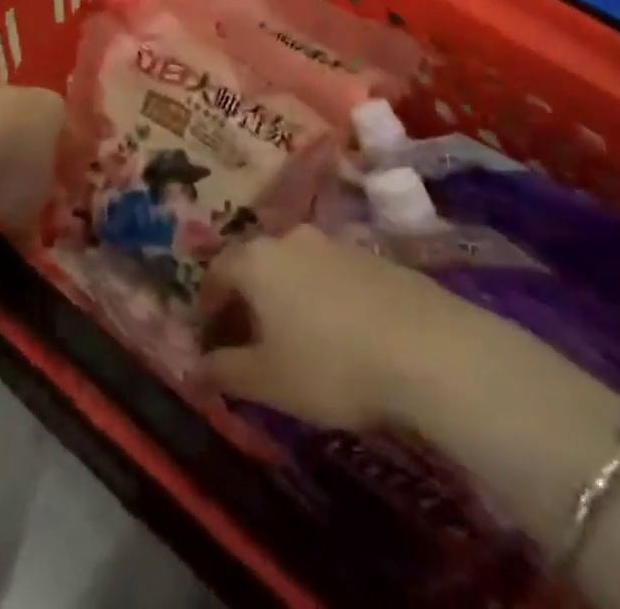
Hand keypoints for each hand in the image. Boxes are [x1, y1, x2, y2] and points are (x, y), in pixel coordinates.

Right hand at [197, 225, 483, 431]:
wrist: (426, 346)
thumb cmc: (331, 363)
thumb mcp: (269, 381)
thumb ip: (225, 371)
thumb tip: (193, 369)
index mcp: (256, 259)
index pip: (217, 271)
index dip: (207, 304)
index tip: (208, 336)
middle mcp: (289, 239)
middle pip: (255, 263)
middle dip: (246, 298)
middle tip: (247, 338)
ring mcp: (333, 243)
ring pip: (293, 266)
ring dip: (284, 295)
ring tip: (293, 337)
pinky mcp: (370, 256)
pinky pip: (328, 273)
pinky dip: (319, 296)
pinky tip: (337, 332)